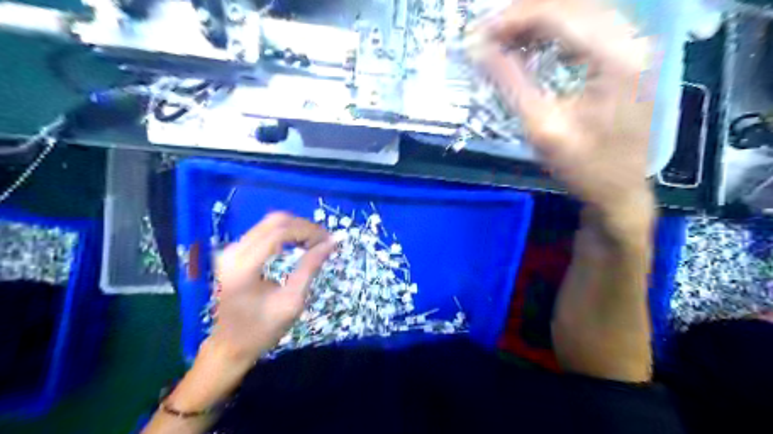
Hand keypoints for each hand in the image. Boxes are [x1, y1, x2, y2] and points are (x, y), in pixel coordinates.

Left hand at [208, 213, 336, 363]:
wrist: (229, 347)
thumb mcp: (292, 301)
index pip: (281, 231)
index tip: (329, 241)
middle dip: (304, 227)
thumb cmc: (262, 330)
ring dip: (296, 229)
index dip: (309, 231)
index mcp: (244, 265)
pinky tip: (298, 245)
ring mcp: (231, 250)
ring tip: (314, 244)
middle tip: (324, 241)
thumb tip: (331, 242)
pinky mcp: (234, 253)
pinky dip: (286, 234)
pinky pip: (264, 232)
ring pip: (270, 223)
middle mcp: (234, 251)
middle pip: (275, 220)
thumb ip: (310, 268)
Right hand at [468, 1, 653, 218]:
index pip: (558, 13)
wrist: (620, 190)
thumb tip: (479, 50)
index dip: (513, 19)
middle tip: (486, 36)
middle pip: (570, 4)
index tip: (477, 34)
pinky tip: (530, 45)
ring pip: (577, 10)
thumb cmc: (584, 167)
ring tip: (502, 40)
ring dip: (536, 21)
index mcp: (615, 56)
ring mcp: (632, 45)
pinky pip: (585, 27)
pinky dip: (553, 31)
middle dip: (522, 15)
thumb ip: (511, 83)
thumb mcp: (542, 128)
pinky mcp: (625, 56)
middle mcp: (630, 39)